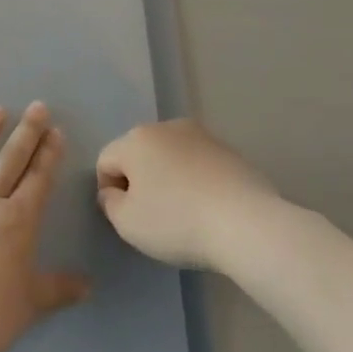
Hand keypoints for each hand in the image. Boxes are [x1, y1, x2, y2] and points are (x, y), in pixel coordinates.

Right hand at [96, 119, 278, 271]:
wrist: (246, 224)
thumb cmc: (176, 221)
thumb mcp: (127, 223)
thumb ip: (109, 203)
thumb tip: (114, 191)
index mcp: (136, 139)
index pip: (106, 161)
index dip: (109, 191)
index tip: (128, 217)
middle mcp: (167, 127)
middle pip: (139, 154)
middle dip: (140, 181)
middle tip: (153, 216)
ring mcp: (203, 136)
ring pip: (171, 157)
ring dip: (169, 179)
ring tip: (184, 213)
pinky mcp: (230, 151)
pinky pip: (199, 165)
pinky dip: (196, 182)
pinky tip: (208, 208)